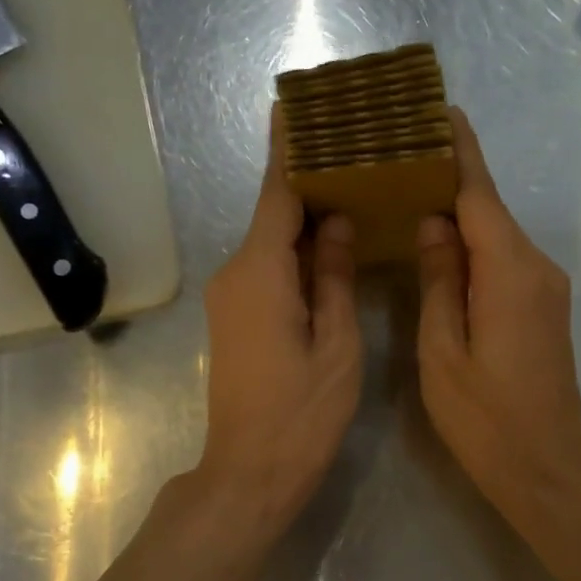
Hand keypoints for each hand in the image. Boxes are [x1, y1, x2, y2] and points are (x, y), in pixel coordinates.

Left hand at [197, 104, 362, 535]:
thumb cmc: (302, 414)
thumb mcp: (336, 346)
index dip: (289, 152)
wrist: (249, 472)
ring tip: (350, 189)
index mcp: (261, 273)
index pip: (277, 196)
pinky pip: (267, 269)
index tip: (295, 108)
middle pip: (273, 215)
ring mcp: (229, 298)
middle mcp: (235, 275)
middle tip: (350, 149)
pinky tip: (330, 245)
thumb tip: (337, 223)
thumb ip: (336, 278)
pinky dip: (296, 251)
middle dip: (306, 182)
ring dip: (304, 219)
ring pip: (270, 243)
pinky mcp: (234, 318)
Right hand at [417, 108, 580, 520]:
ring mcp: (547, 287)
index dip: (459, 151)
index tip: (439, 110)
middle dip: (452, 177)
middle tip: (404, 154)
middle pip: (490, 209)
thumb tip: (433, 224)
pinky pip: (505, 260)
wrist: (546, 465)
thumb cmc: (484, 417)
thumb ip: (438, 281)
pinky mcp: (546, 306)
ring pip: (497, 235)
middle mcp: (536, 267)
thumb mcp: (442, 351)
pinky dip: (475, 245)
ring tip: (413, 193)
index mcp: (508, 272)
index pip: (480, 194)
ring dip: (461, 213)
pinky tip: (443, 245)